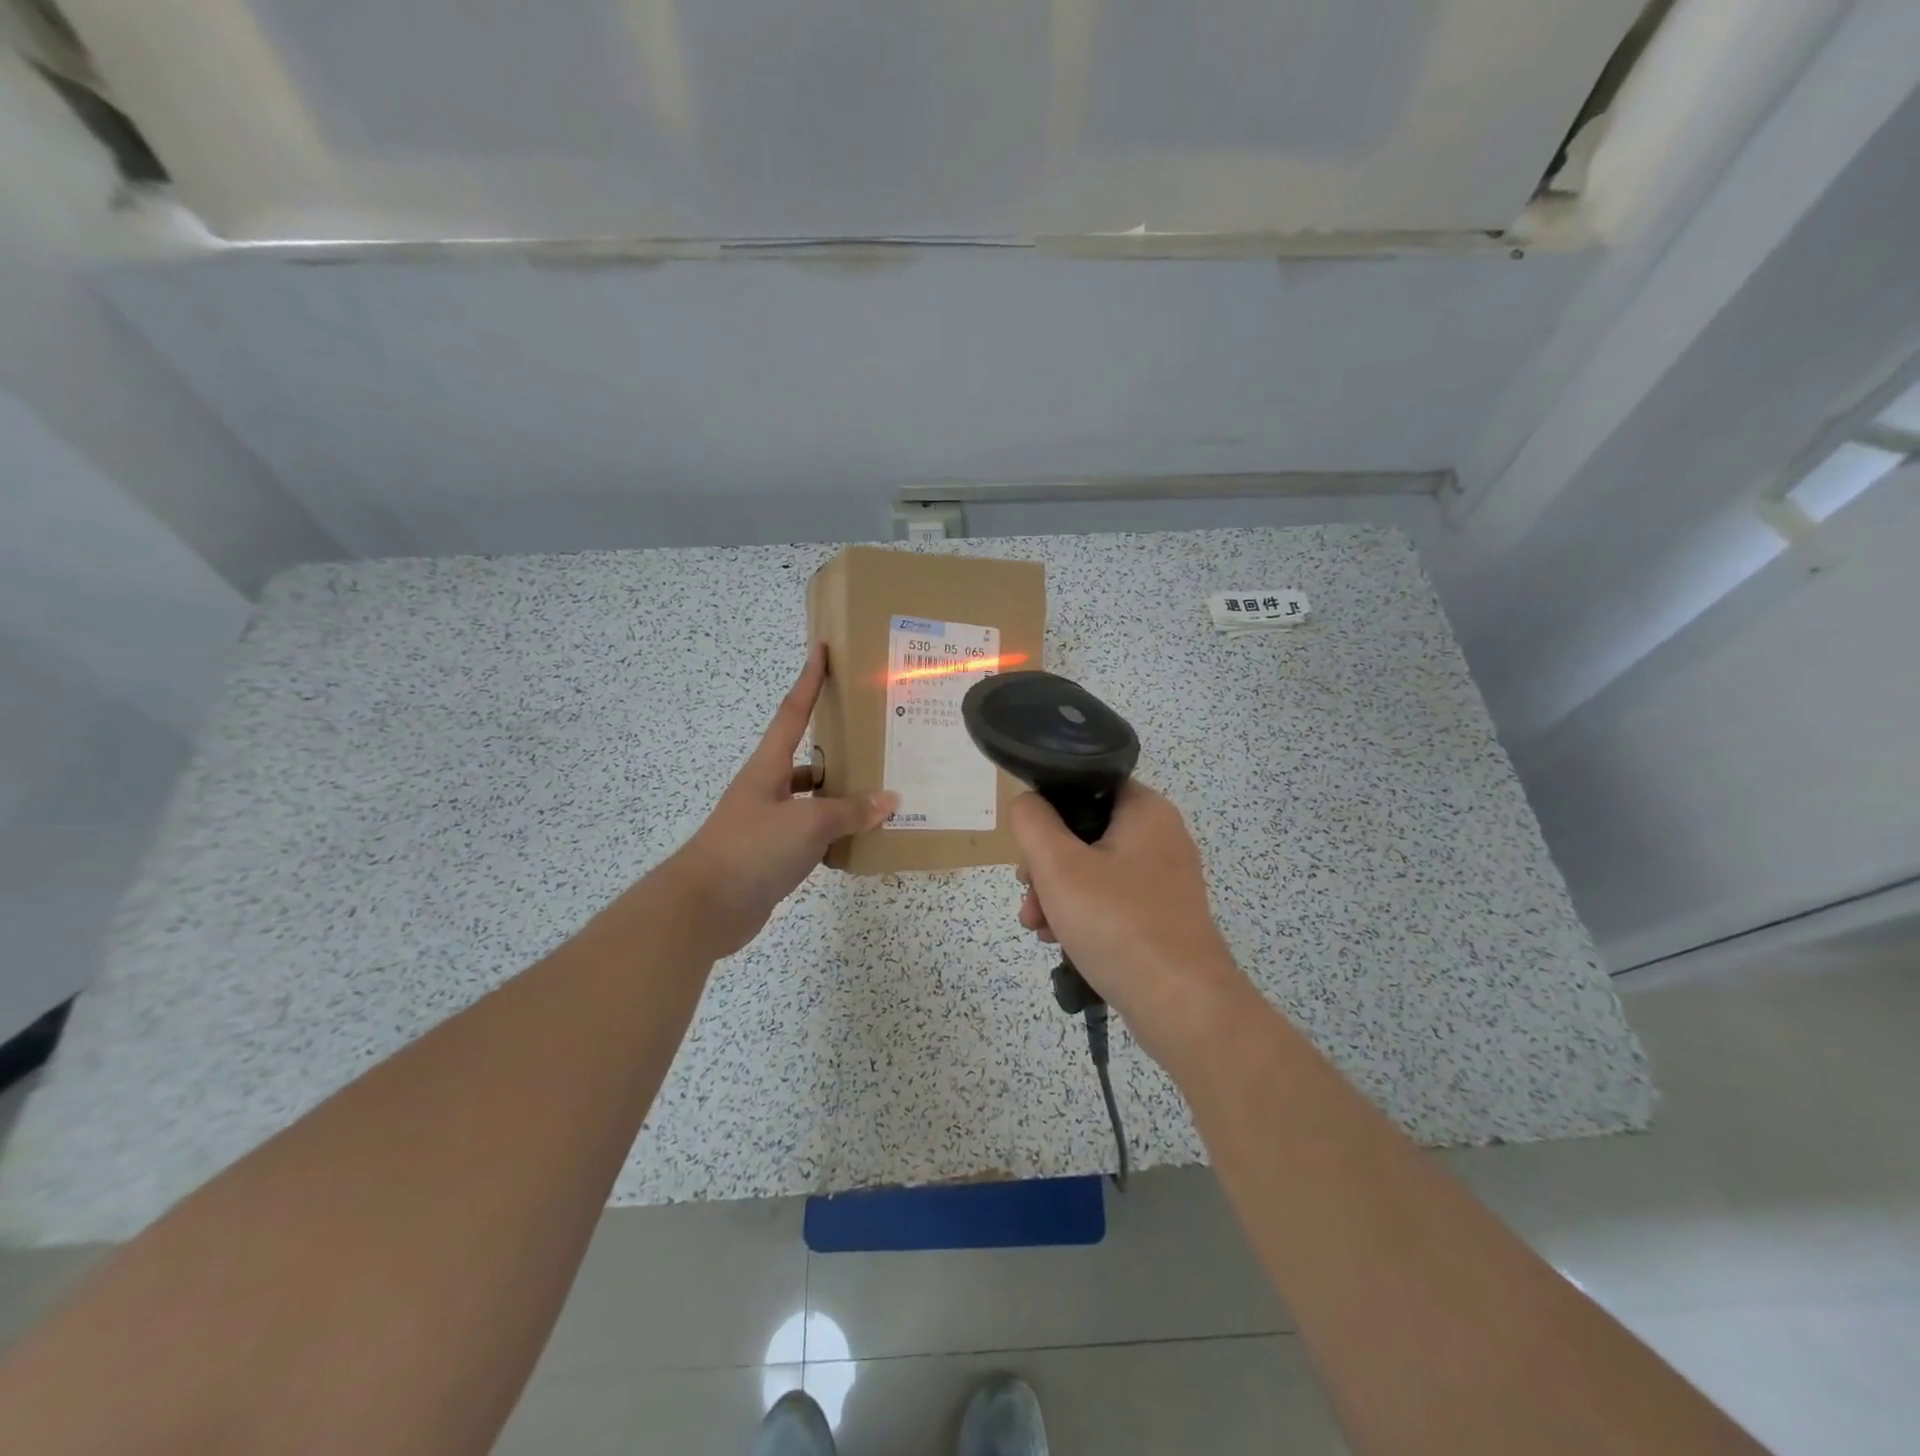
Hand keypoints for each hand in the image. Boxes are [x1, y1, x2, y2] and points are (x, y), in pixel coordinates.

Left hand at [669, 644, 895, 957]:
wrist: (704, 908)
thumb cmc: (752, 848)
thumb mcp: (808, 824)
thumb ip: (850, 811)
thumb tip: (890, 801)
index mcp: (768, 767)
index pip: (792, 712)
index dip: (808, 680)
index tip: (821, 649)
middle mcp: (767, 789)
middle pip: (806, 758)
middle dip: (837, 748)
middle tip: (877, 740)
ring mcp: (767, 823)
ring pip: (811, 800)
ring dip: (840, 797)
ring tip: (880, 794)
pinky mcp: (771, 856)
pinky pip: (810, 835)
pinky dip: (833, 835)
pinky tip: (859, 840)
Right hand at [1012, 782, 1250, 1066]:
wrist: (1182, 1005)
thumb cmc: (1117, 923)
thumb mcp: (1058, 865)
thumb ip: (1032, 822)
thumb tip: (1027, 805)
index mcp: (1145, 810)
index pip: (1086, 786)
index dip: (1048, 810)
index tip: (1028, 848)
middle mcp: (1161, 836)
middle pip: (1084, 833)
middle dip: (1046, 867)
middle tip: (1029, 898)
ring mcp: (1165, 878)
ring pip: (1093, 870)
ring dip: (1058, 895)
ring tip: (1039, 929)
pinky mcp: (1163, 914)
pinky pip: (1112, 899)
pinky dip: (1083, 914)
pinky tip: (1062, 943)